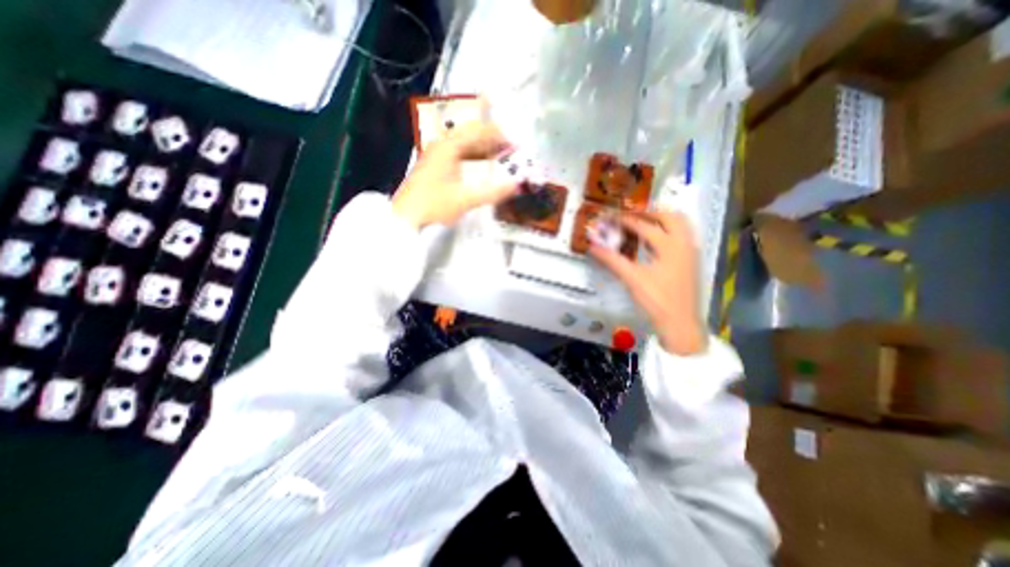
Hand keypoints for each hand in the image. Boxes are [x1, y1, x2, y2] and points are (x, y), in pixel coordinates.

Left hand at [393, 121, 519, 229]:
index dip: (498, 135)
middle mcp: (442, 144)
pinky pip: (458, 154)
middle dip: (492, 139)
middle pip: (471, 133)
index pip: (478, 130)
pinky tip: (481, 167)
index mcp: (449, 146)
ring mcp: (436, 154)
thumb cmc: (434, 206)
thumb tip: (516, 186)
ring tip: (499, 156)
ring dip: (482, 148)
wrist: (405, 217)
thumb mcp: (466, 200)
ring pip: (464, 144)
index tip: (514, 144)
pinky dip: (472, 157)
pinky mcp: (434, 165)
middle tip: (509, 147)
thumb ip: (493, 192)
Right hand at [590, 211, 703, 355]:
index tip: (610, 217)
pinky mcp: (691, 262)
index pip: (643, 226)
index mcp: (670, 245)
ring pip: (680, 225)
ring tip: (643, 224)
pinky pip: (681, 236)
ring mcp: (691, 252)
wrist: (681, 324)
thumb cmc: (657, 300)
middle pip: (670, 216)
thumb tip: (594, 247)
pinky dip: (667, 232)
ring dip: (661, 220)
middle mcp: (684, 243)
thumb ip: (612, 260)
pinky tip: (653, 243)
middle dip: (649, 212)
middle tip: (630, 215)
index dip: (624, 220)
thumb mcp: (632, 279)